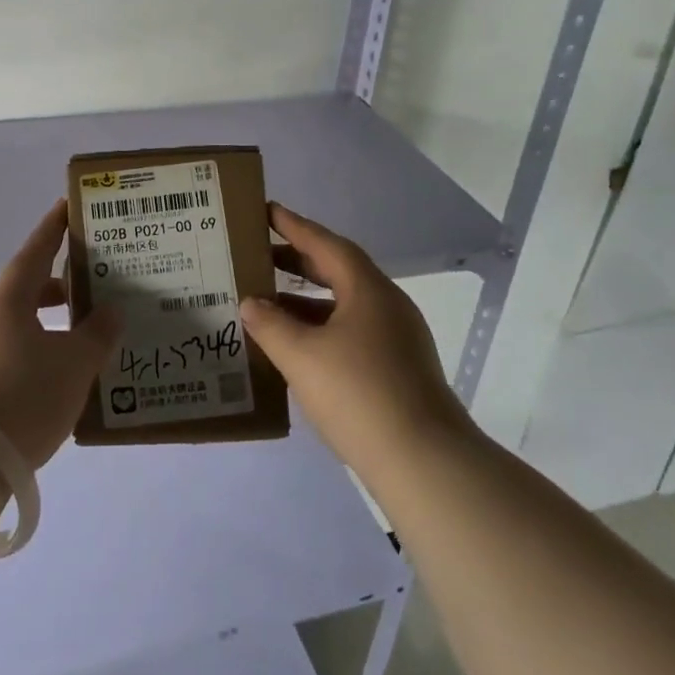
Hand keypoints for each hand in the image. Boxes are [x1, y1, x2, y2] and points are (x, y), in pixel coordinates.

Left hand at [0, 199, 119, 468]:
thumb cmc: (25, 397)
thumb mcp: (75, 365)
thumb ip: (97, 333)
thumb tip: (110, 308)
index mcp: (8, 300)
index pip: (35, 251)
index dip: (53, 229)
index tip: (66, 207)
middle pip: (20, 287)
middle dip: (51, 285)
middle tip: (81, 290)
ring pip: (11, 320)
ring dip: (40, 320)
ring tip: (73, 336)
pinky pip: (5, 348)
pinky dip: (30, 347)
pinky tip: (50, 373)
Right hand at [240, 203, 475, 479]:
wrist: (424, 463)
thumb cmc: (359, 394)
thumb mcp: (301, 356)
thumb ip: (270, 324)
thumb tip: (250, 303)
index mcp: (369, 291)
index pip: (326, 244)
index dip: (294, 226)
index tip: (267, 211)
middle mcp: (387, 306)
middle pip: (338, 271)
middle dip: (297, 261)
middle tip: (260, 254)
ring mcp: (397, 339)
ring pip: (344, 304)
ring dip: (306, 299)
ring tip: (267, 302)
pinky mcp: (398, 369)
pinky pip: (351, 331)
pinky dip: (320, 327)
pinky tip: (296, 346)